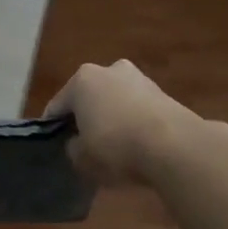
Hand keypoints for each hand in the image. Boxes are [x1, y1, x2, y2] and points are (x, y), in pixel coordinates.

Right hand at [45, 59, 202, 185]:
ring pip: (115, 101)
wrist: (174, 146)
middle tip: (86, 145)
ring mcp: (139, 78)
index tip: (56, 146)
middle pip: (89, 98)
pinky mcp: (163, 93)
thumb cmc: (116, 146)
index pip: (57, 106)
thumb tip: (78, 144)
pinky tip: (138, 145)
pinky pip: (138, 109)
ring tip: (115, 147)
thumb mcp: (82, 158)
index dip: (53, 128)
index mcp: (82, 80)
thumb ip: (73, 149)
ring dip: (112, 118)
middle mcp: (109, 70)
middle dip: (86, 118)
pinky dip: (134, 122)